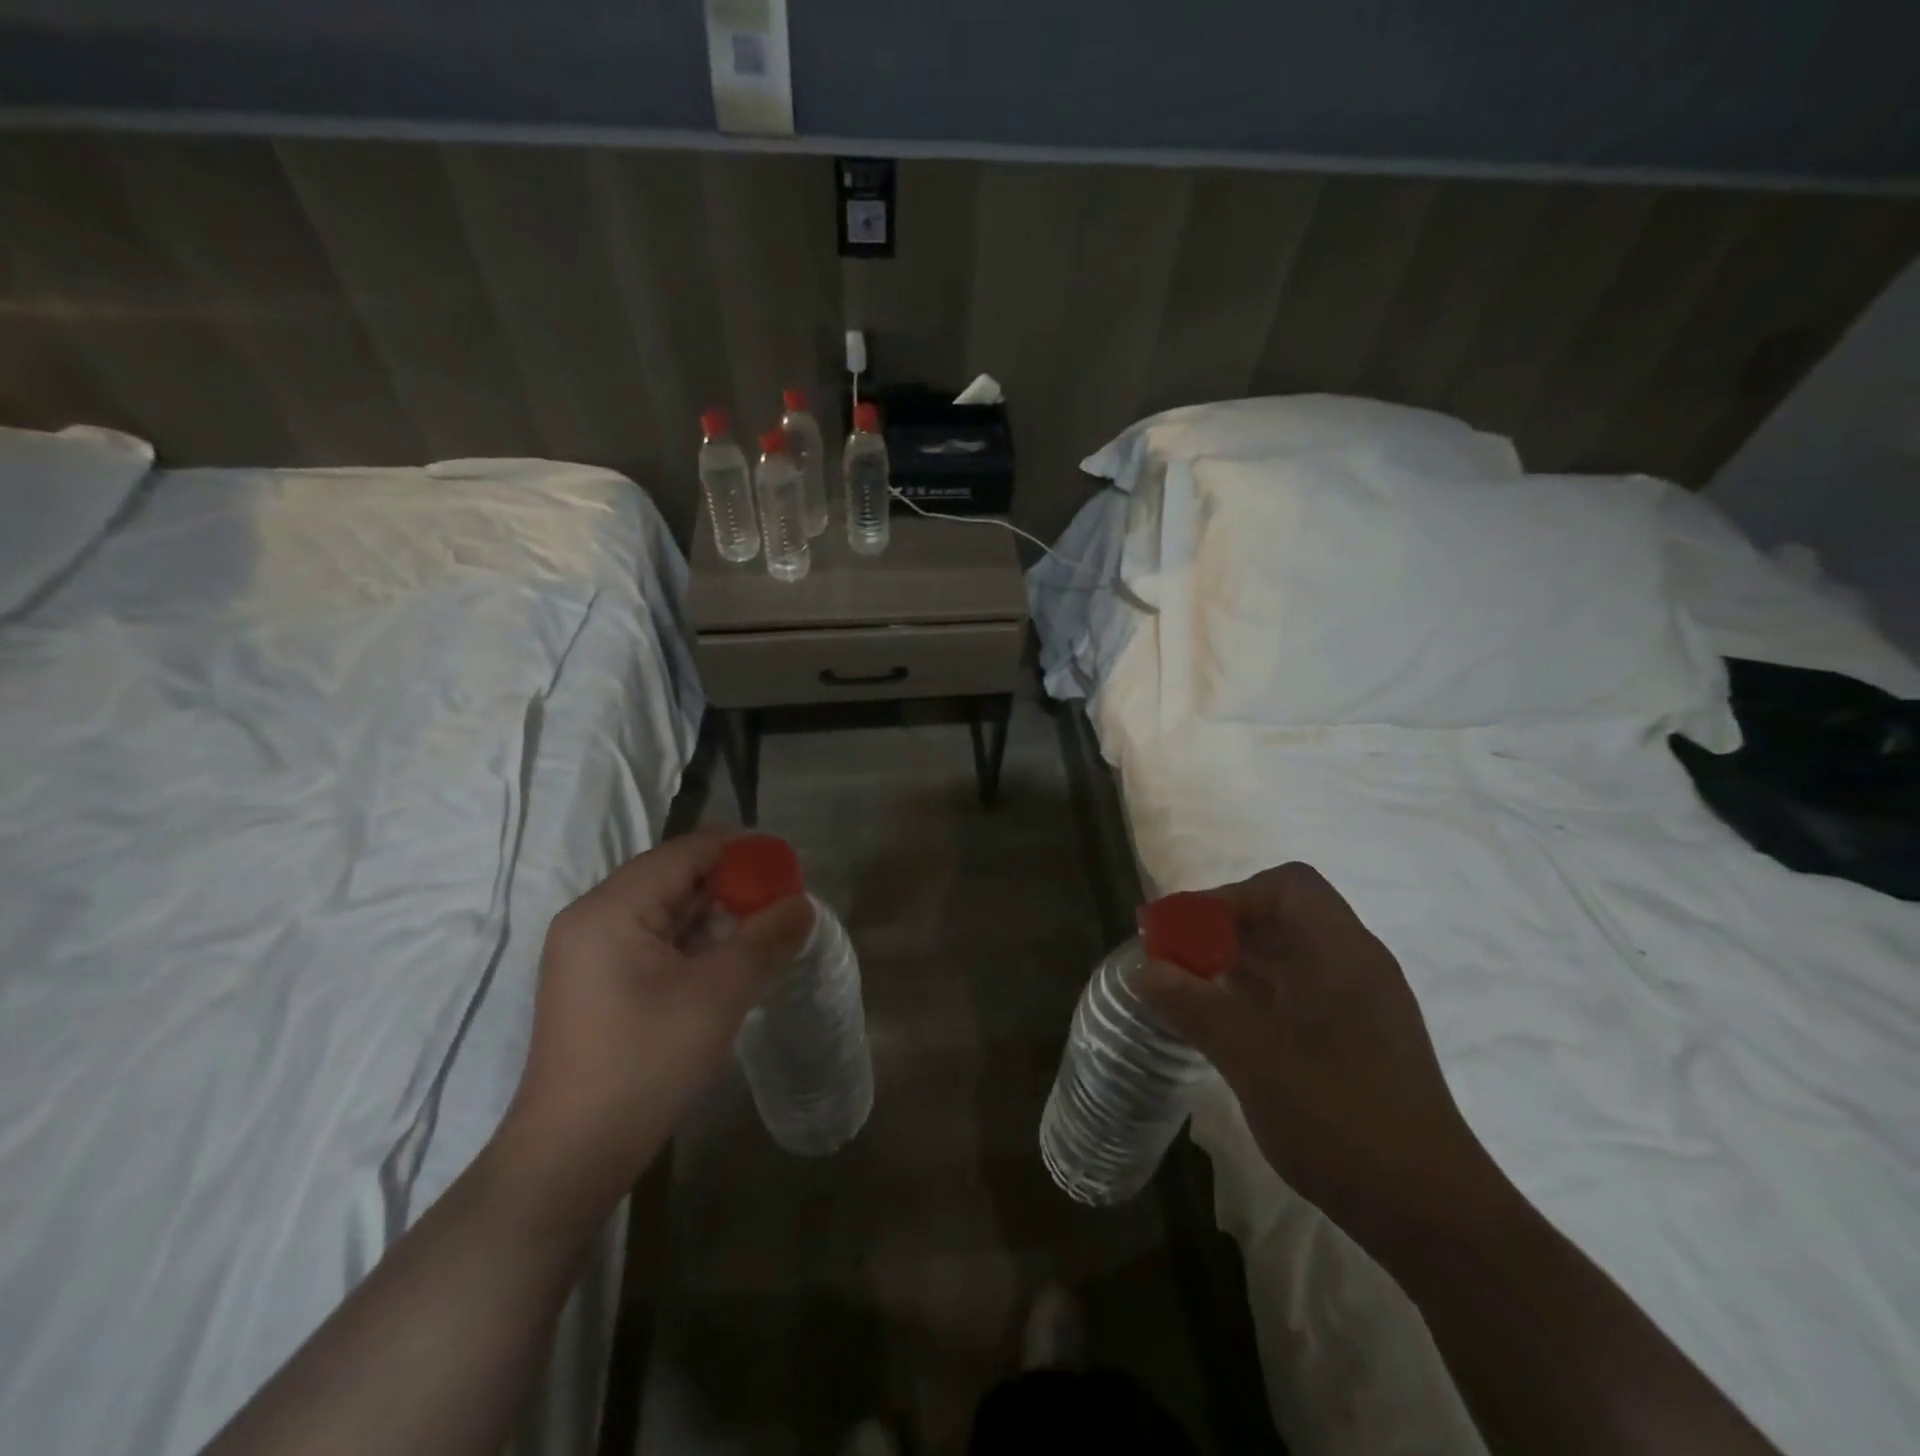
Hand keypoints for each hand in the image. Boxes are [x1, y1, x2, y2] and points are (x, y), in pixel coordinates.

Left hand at [505, 830, 813, 1189]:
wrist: (573, 1155)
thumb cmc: (646, 1061)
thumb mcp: (719, 993)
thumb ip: (766, 938)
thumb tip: (803, 904)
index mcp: (611, 907)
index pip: (686, 851)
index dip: (741, 851)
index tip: (788, 866)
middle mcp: (593, 918)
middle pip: (674, 878)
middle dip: (733, 887)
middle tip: (783, 903)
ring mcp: (589, 953)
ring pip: (666, 912)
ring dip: (716, 918)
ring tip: (766, 932)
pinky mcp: (595, 983)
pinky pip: (653, 942)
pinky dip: (694, 944)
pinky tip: (730, 961)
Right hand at [1139, 863, 1500, 1250]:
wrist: (1432, 1216)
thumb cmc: (1343, 1122)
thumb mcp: (1254, 1060)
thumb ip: (1195, 1007)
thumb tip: (1143, 970)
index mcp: (1342, 954)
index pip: (1286, 886)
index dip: (1229, 896)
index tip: (1182, 927)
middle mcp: (1354, 966)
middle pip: (1283, 916)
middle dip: (1222, 927)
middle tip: (1171, 953)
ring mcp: (1357, 1004)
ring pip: (1287, 956)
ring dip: (1234, 961)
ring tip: (1183, 985)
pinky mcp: (1353, 1039)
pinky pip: (1294, 992)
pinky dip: (1252, 993)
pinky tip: (1220, 1021)